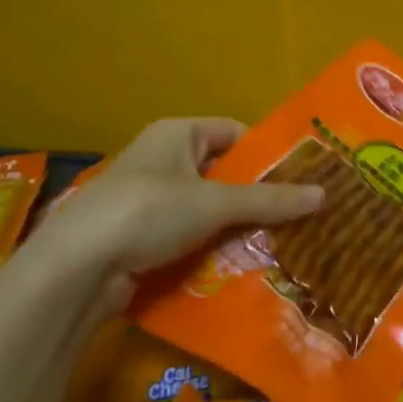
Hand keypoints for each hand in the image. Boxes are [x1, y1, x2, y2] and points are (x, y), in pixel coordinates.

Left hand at [28, 118, 322, 311]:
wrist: (76, 269)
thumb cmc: (149, 212)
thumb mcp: (216, 203)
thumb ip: (271, 200)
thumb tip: (326, 195)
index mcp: (177, 134)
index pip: (234, 133)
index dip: (266, 153)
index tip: (300, 177)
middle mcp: (161, 159)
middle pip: (222, 173)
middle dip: (255, 195)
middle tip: (297, 215)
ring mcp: (147, 200)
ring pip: (205, 209)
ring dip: (234, 227)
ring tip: (277, 243)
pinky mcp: (138, 237)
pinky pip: (186, 236)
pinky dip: (210, 248)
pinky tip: (239, 265)